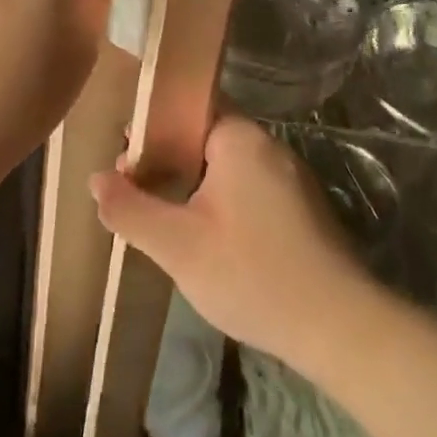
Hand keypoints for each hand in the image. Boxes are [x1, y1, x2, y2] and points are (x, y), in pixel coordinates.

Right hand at [90, 116, 371, 369]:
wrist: (340, 328)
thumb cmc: (252, 274)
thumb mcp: (177, 246)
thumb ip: (130, 209)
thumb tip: (96, 179)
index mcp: (240, 139)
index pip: (187, 108)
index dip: (150, 128)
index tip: (124, 159)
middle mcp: (269, 147)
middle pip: (205, 137)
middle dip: (167, 160)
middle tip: (136, 192)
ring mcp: (291, 178)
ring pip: (226, 167)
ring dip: (193, 186)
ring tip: (164, 219)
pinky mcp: (302, 209)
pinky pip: (249, 189)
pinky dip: (221, 203)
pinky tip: (207, 239)